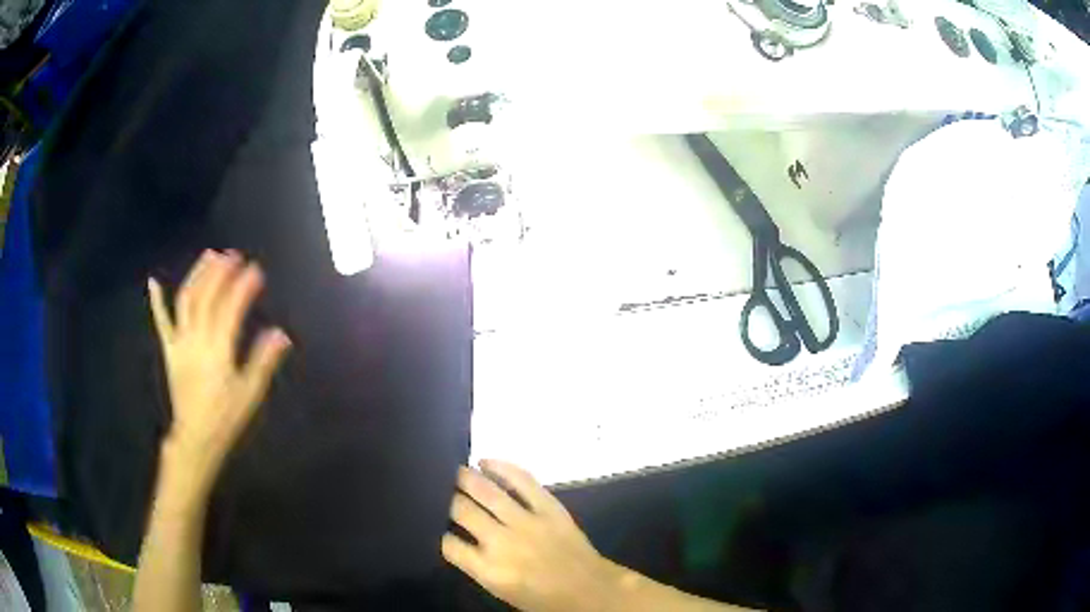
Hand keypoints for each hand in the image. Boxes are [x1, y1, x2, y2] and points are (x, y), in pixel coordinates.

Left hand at [148, 250, 291, 493]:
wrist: (195, 437)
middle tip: (234, 255)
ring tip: (209, 255)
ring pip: (186, 301)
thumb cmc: (225, 418)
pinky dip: (156, 301)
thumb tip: (281, 333)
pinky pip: (162, 323)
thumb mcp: (250, 393)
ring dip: (197, 275)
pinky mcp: (170, 350)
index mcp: (218, 350)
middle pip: (207, 297)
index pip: (231, 309)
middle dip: (221, 273)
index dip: (243, 287)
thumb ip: (263, 361)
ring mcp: (180, 343)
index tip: (256, 270)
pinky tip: (153, 281)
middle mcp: (196, 339)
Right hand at [443, 460, 623, 611]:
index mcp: (489, 569)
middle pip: (461, 510)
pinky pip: (522, 480)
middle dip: (446, 498)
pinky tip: (486, 463)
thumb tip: (456, 535)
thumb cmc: (541, 597)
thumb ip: (475, 563)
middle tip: (438, 488)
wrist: (588, 589)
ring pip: (486, 491)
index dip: (437, 530)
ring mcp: (527, 522)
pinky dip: (502, 467)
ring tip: (455, 470)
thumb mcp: (499, 588)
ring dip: (466, 477)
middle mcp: (502, 542)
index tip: (435, 522)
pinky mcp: (549, 507)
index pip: (448, 543)